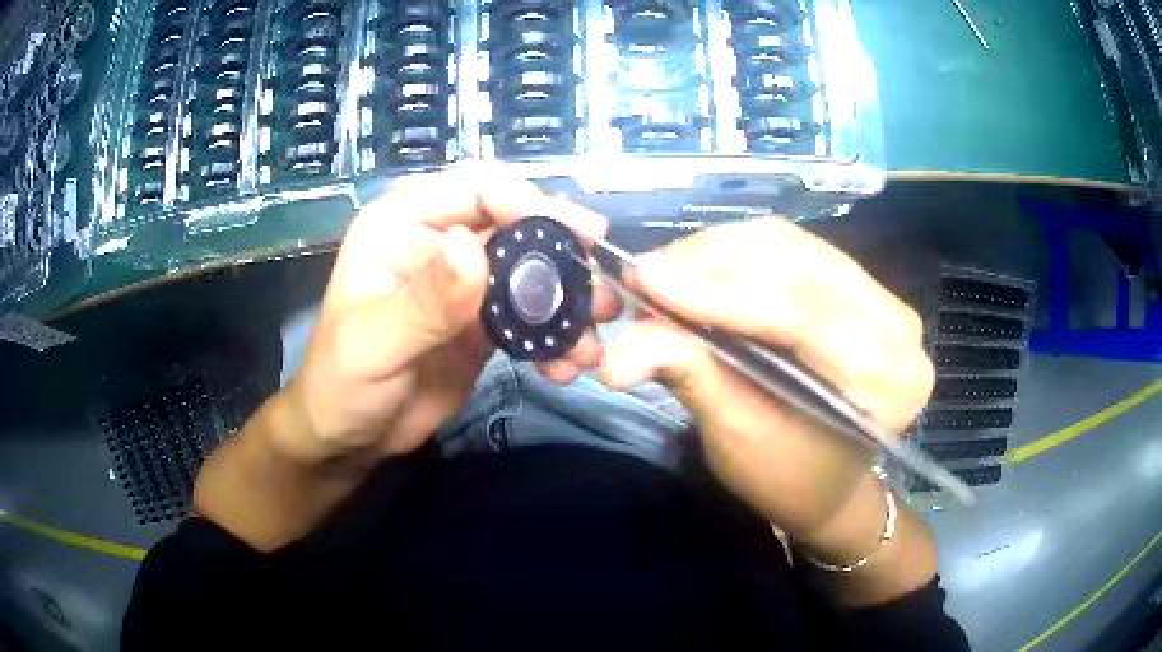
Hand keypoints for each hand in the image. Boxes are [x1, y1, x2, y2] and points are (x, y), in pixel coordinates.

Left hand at [279, 165, 613, 466]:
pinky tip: (568, 364)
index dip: (529, 202)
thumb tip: (471, 246)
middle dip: (563, 254)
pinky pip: (530, 315)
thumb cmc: (342, 382)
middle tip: (604, 288)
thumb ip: (424, 300)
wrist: (350, 436)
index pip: (476, 188)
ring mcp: (465, 281)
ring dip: (568, 301)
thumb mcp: (374, 343)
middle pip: (515, 225)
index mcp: (402, 222)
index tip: (579, 233)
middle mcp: (439, 239)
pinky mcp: (484, 319)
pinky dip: (555, 336)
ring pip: (531, 271)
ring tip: (592, 338)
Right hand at [599, 217, 933, 548]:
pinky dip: (736, 253)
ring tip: (662, 274)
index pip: (804, 313)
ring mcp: (883, 297)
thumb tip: (615, 351)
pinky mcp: (859, 284)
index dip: (719, 290)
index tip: (642, 277)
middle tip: (641, 276)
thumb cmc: (789, 478)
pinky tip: (699, 269)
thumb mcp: (737, 437)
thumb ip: (689, 376)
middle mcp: (898, 325)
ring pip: (789, 245)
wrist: (829, 483)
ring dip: (717, 251)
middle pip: (797, 263)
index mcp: (888, 379)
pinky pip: (791, 249)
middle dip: (709, 261)